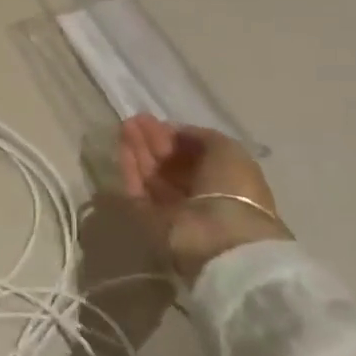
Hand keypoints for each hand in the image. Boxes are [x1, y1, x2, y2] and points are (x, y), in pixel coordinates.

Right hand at [117, 114, 286, 283]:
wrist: (219, 235)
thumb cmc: (232, 188)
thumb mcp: (228, 150)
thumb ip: (201, 136)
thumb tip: (175, 131)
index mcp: (224, 179)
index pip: (194, 155)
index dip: (176, 137)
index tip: (157, 121)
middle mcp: (198, 194)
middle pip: (170, 163)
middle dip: (153, 140)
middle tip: (135, 120)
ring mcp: (173, 208)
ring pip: (151, 174)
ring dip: (138, 149)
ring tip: (125, 127)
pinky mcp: (150, 218)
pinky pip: (137, 189)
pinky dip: (130, 167)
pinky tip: (123, 147)